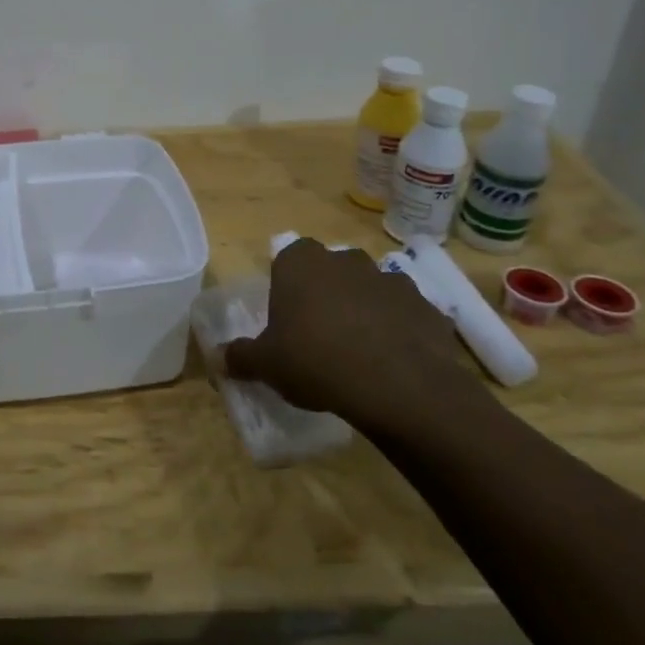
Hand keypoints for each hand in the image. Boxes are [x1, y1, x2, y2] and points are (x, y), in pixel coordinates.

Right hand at [225, 239, 484, 433]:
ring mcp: (390, 280)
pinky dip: (399, 330)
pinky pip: (405, 314)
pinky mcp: (427, 307)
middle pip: (331, 269)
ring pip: (370, 289)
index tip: (287, 316)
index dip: (288, 285)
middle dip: (327, 292)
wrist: (400, 387)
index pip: (288, 258)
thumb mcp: (267, 364)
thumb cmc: (316, 361)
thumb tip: (217, 358)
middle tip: (320, 332)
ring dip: (365, 309)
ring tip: (359, 349)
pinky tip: (393, 361)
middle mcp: (345, 260)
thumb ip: (240, 356)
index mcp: (301, 262)